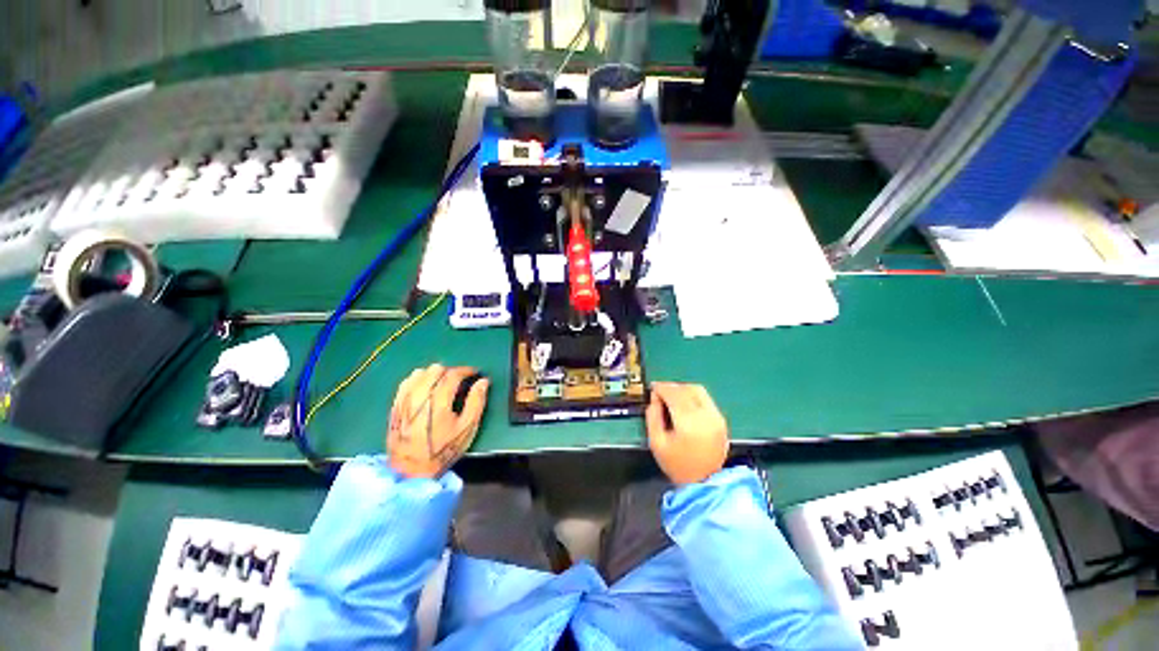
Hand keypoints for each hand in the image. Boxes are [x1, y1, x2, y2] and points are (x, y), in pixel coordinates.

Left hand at [386, 364, 489, 478]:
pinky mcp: (395, 405)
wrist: (410, 470)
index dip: (466, 370)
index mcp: (438, 401)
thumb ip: (476, 402)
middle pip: (436, 369)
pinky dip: (419, 379)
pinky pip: (406, 382)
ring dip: (434, 374)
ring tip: (443, 384)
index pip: (453, 374)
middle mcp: (419, 396)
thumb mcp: (466, 429)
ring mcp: (404, 400)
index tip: (475, 372)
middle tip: (460, 380)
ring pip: (420, 373)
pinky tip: (425, 387)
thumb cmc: (443, 450)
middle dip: (451, 371)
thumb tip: (483, 382)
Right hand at [645, 382, 728, 484]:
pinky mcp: (721, 421)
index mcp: (688, 422)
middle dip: (672, 387)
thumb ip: (652, 416)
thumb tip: (654, 399)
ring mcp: (716, 418)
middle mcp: (705, 416)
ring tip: (671, 396)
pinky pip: (705, 399)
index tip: (653, 388)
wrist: (705, 483)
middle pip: (687, 389)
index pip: (674, 394)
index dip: (661, 388)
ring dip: (683, 389)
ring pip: (698, 391)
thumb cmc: (678, 465)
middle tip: (660, 392)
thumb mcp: (656, 442)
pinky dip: (693, 396)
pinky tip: (684, 404)